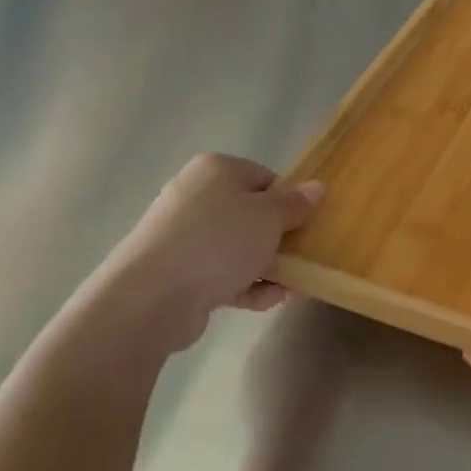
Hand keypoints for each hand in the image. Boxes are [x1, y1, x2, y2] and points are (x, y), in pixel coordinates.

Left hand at [95, 153, 322, 353]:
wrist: (154, 295)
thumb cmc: (219, 242)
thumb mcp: (269, 217)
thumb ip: (295, 203)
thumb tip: (317, 187)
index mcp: (217, 170)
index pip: (265, 178)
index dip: (290, 202)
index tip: (307, 226)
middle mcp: (197, 196)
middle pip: (251, 214)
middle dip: (279, 239)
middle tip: (303, 259)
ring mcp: (184, 235)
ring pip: (238, 247)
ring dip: (267, 267)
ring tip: (290, 287)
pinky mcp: (179, 271)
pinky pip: (222, 274)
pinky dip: (246, 285)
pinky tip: (269, 300)